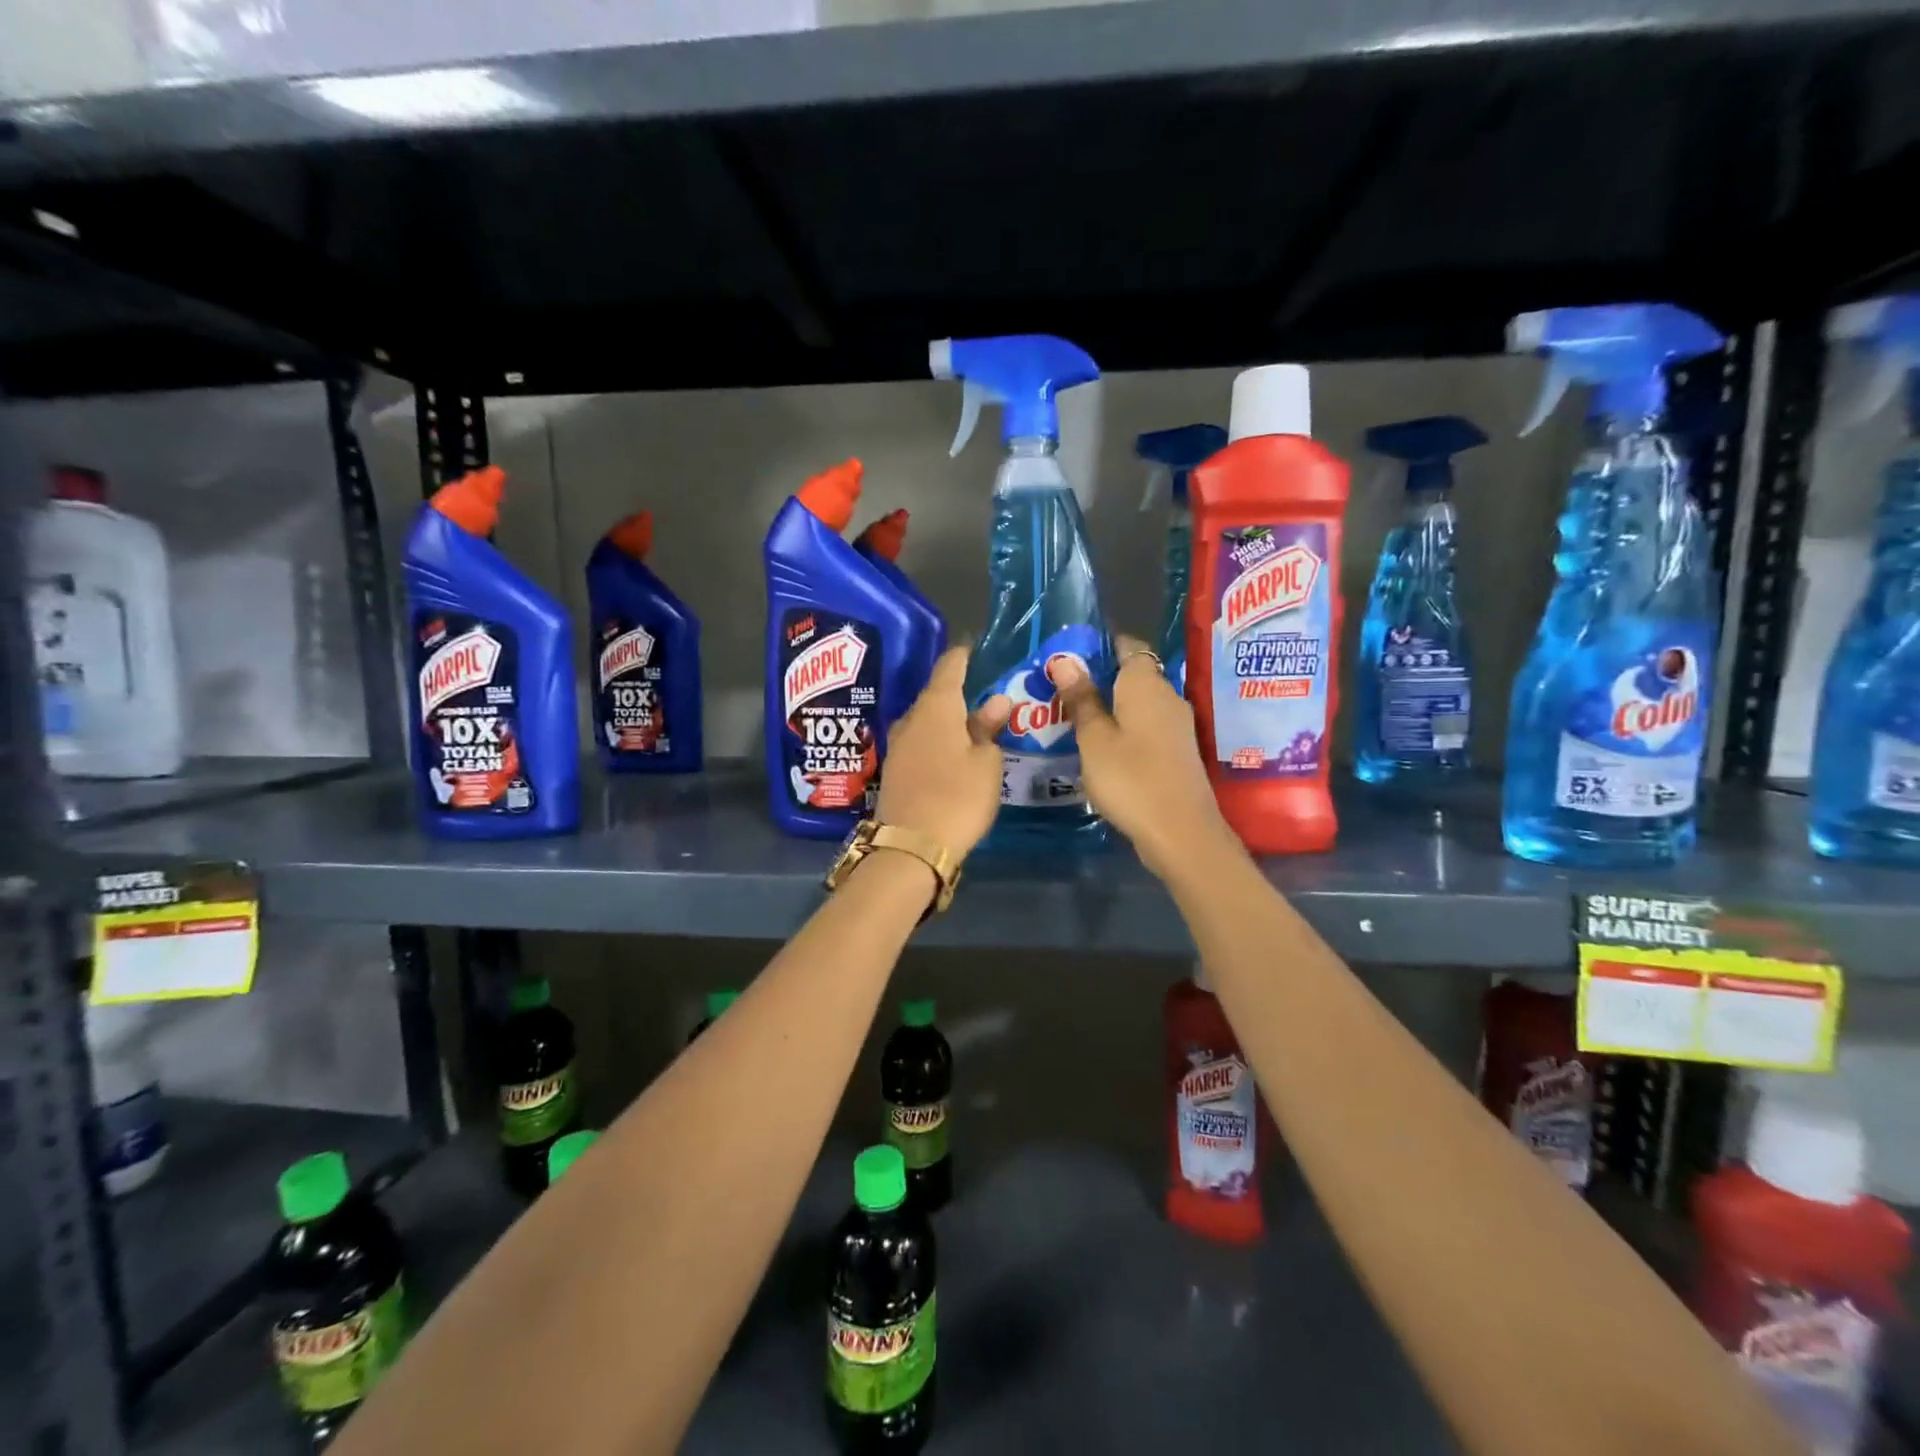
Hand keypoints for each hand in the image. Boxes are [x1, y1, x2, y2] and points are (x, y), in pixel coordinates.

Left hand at [876, 646, 1012, 859]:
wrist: (911, 847)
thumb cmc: (958, 797)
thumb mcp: (986, 763)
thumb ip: (989, 729)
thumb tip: (995, 701)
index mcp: (936, 707)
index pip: (950, 666)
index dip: (965, 655)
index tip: (979, 650)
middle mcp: (911, 718)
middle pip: (936, 694)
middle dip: (959, 691)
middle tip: (987, 694)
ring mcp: (898, 744)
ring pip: (926, 720)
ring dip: (947, 719)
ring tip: (973, 724)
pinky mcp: (894, 769)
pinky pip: (919, 742)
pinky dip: (937, 741)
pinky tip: (952, 751)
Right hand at [1048, 635, 1238, 879]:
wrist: (1181, 832)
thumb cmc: (1130, 779)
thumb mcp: (1094, 739)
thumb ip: (1081, 699)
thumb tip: (1065, 660)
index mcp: (1145, 683)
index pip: (1127, 645)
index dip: (1100, 646)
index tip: (1070, 657)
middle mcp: (1167, 695)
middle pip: (1132, 675)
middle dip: (1100, 679)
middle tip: (1061, 691)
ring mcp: (1177, 724)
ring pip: (1139, 703)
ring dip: (1111, 707)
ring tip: (1074, 718)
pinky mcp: (1179, 750)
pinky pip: (1147, 726)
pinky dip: (1125, 729)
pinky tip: (1102, 746)